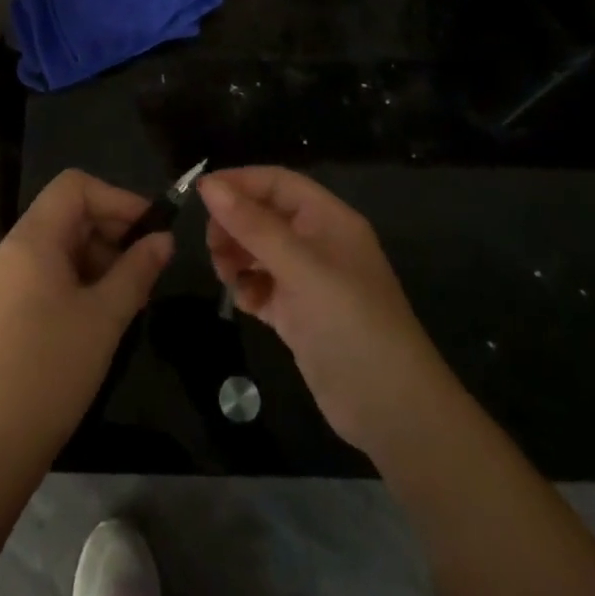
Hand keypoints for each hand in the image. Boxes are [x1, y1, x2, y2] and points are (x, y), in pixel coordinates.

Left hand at [0, 170, 171, 462]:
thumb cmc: (51, 369)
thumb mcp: (105, 317)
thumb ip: (137, 270)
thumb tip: (164, 239)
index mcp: (33, 238)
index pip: (76, 186)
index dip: (117, 198)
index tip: (150, 230)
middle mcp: (14, 247)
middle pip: (68, 212)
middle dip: (112, 230)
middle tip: (147, 266)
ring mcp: (7, 277)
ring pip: (60, 243)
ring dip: (99, 257)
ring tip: (131, 294)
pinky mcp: (6, 306)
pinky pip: (48, 271)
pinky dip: (79, 278)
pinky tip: (102, 312)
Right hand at [200, 166, 444, 455]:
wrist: (393, 413)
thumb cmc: (350, 324)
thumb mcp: (300, 268)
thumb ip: (252, 225)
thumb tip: (208, 184)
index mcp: (328, 219)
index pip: (277, 183)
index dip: (240, 182)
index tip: (200, 195)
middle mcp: (318, 243)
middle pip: (264, 215)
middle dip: (234, 224)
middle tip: (212, 246)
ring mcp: (309, 280)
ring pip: (259, 250)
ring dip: (236, 256)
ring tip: (226, 276)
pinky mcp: (299, 314)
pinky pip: (262, 285)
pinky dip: (248, 288)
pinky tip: (245, 303)